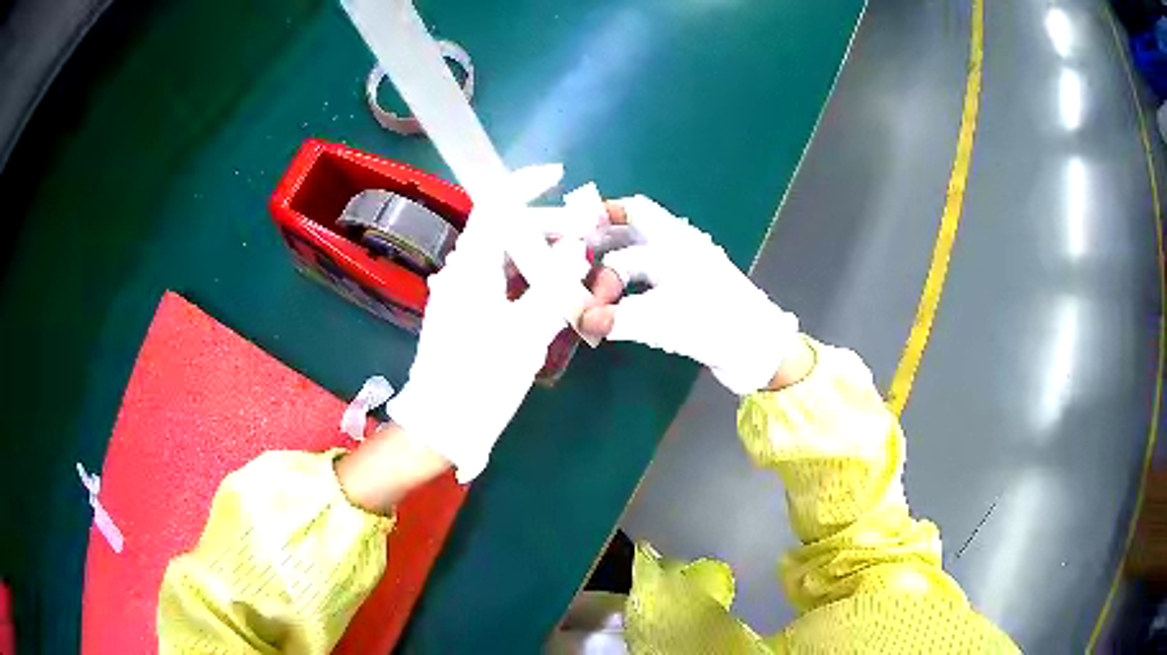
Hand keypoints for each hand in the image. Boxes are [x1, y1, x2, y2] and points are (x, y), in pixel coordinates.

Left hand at [385, 167, 592, 482]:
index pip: (495, 206)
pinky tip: (550, 294)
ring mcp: (460, 293)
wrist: (443, 424)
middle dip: (547, 228)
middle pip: (505, 232)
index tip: (559, 176)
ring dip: (539, 256)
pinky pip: (498, 282)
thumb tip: (576, 249)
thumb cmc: (482, 379)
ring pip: (503, 258)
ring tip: (576, 268)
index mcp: (471, 267)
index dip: (526, 184)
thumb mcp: (527, 333)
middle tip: (586, 239)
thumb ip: (555, 286)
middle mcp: (461, 272)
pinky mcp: (463, 313)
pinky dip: (526, 279)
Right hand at [580, 196, 800, 394]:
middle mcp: (679, 248)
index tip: (568, 229)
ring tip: (585, 281)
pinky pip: (648, 281)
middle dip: (604, 236)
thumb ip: (617, 318)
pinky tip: (614, 303)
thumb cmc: (715, 323)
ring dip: (614, 263)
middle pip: (636, 227)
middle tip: (572, 254)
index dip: (599, 218)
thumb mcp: (662, 319)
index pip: (632, 214)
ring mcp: (685, 272)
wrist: (758, 352)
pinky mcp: (687, 296)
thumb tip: (582, 320)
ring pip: (641, 254)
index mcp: (676, 240)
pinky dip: (627, 287)